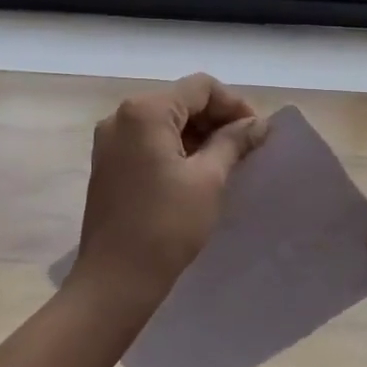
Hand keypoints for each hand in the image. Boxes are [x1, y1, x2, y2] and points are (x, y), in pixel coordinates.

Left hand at [70, 74, 266, 312]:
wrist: (116, 279)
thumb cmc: (167, 225)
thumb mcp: (209, 179)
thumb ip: (233, 142)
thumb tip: (258, 124)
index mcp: (145, 111)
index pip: (200, 87)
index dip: (234, 104)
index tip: (258, 132)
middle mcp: (121, 116)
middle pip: (180, 100)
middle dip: (216, 118)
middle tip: (247, 147)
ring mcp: (110, 140)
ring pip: (165, 121)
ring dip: (198, 134)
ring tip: (228, 161)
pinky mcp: (108, 163)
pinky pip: (149, 141)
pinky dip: (176, 148)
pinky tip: (199, 171)